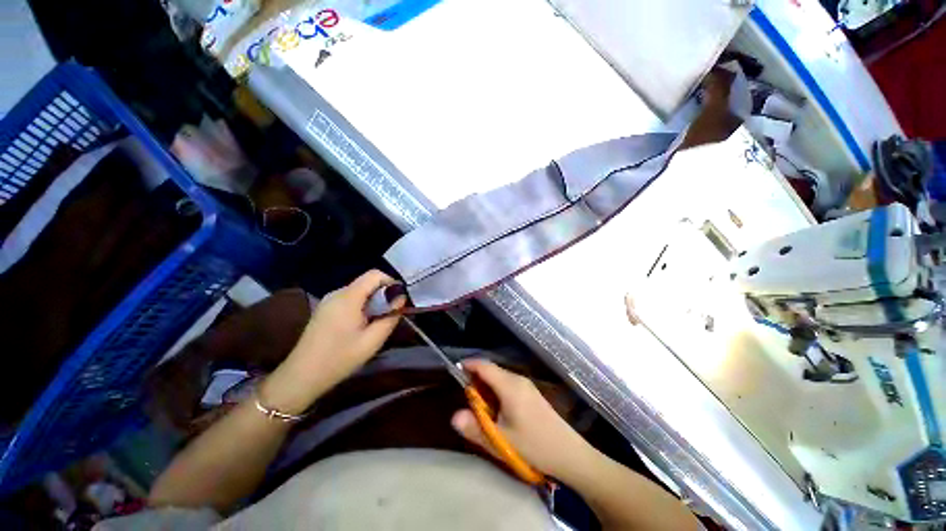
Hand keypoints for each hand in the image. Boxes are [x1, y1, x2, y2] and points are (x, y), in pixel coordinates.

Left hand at [261, 270, 402, 413]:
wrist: (302, 376)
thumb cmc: (340, 358)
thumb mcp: (373, 341)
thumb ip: (391, 317)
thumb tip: (400, 300)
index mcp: (348, 297)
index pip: (375, 274)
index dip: (391, 282)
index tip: (398, 300)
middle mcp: (337, 293)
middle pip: (367, 282)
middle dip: (383, 294)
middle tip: (389, 315)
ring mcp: (329, 301)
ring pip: (359, 291)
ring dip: (373, 302)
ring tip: (376, 322)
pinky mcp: (325, 309)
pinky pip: (350, 299)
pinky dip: (362, 306)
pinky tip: (361, 326)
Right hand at [451, 360, 594, 481]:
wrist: (569, 454)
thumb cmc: (534, 446)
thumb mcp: (501, 440)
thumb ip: (475, 428)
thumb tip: (454, 416)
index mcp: (510, 385)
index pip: (484, 366)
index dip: (469, 365)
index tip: (456, 371)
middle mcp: (518, 379)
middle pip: (492, 370)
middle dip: (477, 379)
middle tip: (466, 398)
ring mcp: (527, 385)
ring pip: (500, 378)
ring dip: (487, 387)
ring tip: (480, 407)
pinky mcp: (531, 393)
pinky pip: (508, 384)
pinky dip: (497, 391)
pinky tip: (497, 410)